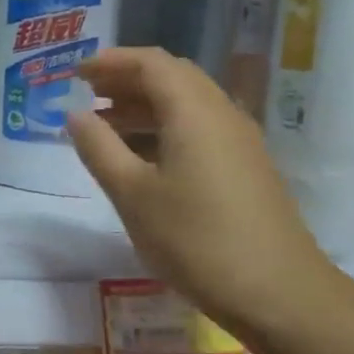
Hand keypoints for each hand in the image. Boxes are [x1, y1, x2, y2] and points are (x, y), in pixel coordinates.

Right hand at [67, 48, 332, 335]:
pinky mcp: (246, 167)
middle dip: (127, 80)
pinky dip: (165, 128)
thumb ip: (99, 148)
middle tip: (88, 94)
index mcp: (194, 111)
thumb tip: (75, 115)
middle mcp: (222, 114)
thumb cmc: (195, 239)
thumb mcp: (132, 194)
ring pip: (187, 104)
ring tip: (105, 125)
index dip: (111, 61)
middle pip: (172, 77)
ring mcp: (239, 141)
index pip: (151, 63)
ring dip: (145, 105)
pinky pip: (200, 128)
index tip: (75, 74)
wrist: (277, 292)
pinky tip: (142, 157)